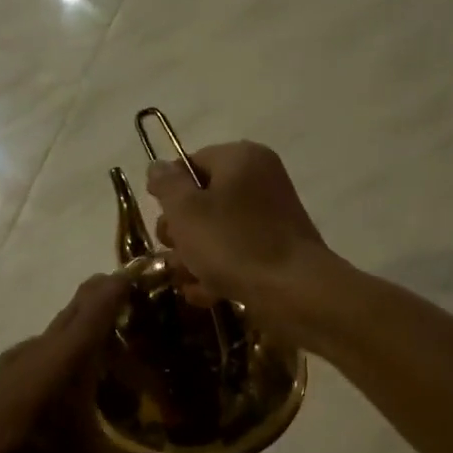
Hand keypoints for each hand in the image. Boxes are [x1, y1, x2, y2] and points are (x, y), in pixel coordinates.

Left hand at [0, 275, 197, 452]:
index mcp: (72, 353)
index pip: (104, 297)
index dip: (129, 280)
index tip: (154, 272)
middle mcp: (45, 346)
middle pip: (82, 305)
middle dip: (114, 305)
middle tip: (147, 322)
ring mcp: (18, 360)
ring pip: (61, 331)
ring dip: (89, 336)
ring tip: (116, 366)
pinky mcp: (3, 379)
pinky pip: (43, 352)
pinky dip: (66, 357)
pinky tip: (74, 394)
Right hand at [145, 142, 335, 330]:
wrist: (294, 291)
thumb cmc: (234, 243)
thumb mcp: (187, 211)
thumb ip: (167, 185)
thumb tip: (158, 167)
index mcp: (241, 158)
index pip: (191, 164)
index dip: (169, 193)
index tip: (162, 221)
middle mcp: (259, 180)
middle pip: (202, 200)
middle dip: (180, 232)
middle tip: (173, 253)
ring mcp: (270, 217)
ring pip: (217, 232)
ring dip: (194, 257)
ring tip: (187, 280)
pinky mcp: (276, 250)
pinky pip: (236, 254)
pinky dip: (218, 271)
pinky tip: (204, 294)